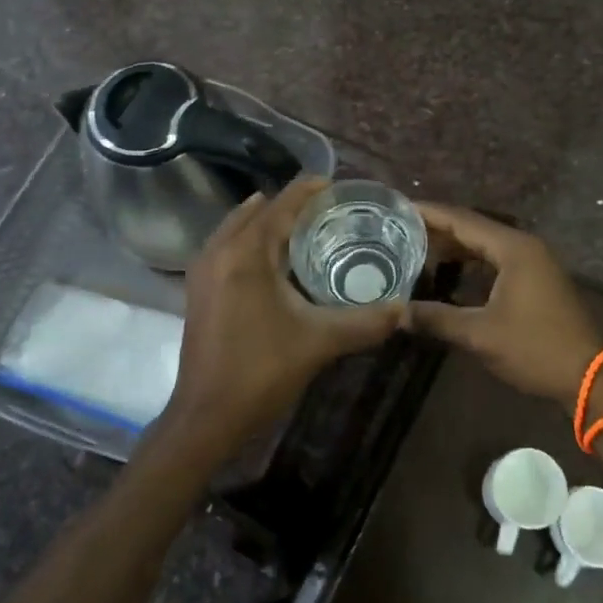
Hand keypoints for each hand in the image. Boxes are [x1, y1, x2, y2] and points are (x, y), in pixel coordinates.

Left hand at [162, 177, 403, 461]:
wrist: (206, 417)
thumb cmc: (261, 371)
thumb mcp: (320, 342)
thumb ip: (365, 322)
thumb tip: (404, 309)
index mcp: (246, 253)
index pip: (281, 205)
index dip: (308, 190)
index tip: (336, 185)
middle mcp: (219, 252)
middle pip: (257, 211)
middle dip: (290, 205)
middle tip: (328, 210)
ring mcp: (202, 271)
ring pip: (238, 228)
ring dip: (268, 222)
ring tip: (305, 228)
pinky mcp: (198, 291)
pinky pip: (227, 247)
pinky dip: (251, 241)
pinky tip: (276, 260)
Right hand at [407, 204, 602, 413]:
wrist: (586, 377)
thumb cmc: (534, 348)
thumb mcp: (480, 334)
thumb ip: (437, 318)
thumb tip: (397, 313)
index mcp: (513, 248)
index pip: (463, 220)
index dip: (430, 213)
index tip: (399, 208)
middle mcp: (525, 246)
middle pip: (474, 228)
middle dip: (438, 230)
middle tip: (400, 231)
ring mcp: (535, 262)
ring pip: (486, 245)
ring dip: (455, 247)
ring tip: (418, 250)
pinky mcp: (537, 280)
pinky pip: (497, 260)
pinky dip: (472, 263)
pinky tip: (450, 273)